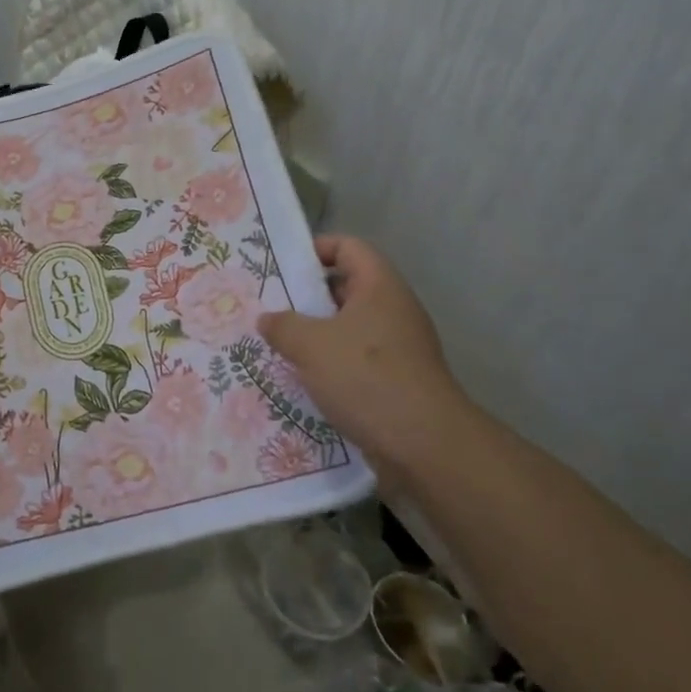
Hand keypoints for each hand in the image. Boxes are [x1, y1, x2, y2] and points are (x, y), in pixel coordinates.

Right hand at [257, 235, 467, 468]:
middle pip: (346, 288)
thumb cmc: (366, 377)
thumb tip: (267, 319)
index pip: (348, 247)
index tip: (282, 267)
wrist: (423, 444)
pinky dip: (330, 364)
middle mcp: (393, 309)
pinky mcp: (396, 380)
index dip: (315, 249)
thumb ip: (282, 326)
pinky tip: (302, 380)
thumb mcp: (310, 345)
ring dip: (316, 335)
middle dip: (307, 297)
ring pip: (349, 328)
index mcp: (379, 286)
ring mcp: (398, 347)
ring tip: (278, 345)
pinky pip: (356, 360)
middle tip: (270, 307)